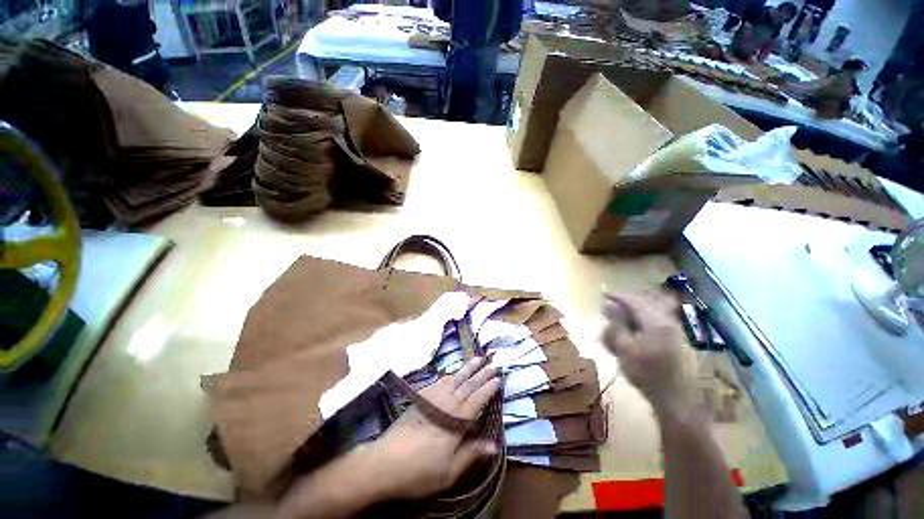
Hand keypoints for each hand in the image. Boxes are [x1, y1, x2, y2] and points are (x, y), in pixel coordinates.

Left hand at [363, 356, 500, 500]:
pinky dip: (448, 376)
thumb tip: (494, 444)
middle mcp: (446, 404)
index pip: (477, 400)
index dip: (488, 389)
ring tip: (476, 359)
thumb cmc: (419, 471)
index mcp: (456, 421)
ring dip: (466, 369)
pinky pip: (438, 382)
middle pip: (467, 385)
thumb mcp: (449, 471)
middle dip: (481, 373)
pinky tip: (451, 374)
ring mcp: (432, 399)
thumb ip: (471, 453)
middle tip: (492, 362)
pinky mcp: (420, 399)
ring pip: (454, 379)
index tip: (498, 378)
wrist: (384, 462)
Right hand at [601, 292, 695, 422]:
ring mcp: (674, 328)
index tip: (603, 295)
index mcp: (655, 322)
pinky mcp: (676, 337)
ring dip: (636, 308)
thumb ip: (616, 325)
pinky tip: (636, 325)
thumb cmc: (645, 373)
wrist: (675, 398)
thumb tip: (607, 305)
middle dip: (627, 301)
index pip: (634, 301)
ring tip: (622, 314)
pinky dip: (644, 316)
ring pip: (653, 308)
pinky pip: (658, 317)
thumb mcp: (624, 349)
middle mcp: (668, 320)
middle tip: (611, 305)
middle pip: (645, 301)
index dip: (617, 296)